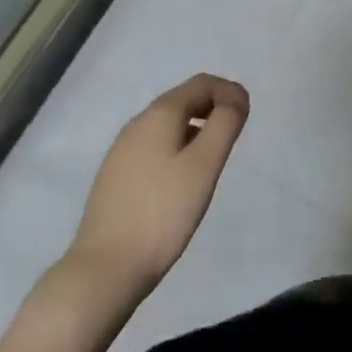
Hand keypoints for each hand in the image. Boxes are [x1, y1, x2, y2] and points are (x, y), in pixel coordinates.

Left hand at [69, 74, 248, 294]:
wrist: (105, 268)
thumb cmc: (162, 212)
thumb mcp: (204, 165)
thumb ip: (225, 124)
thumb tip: (236, 98)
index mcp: (159, 114)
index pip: (201, 82)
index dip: (230, 91)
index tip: (247, 116)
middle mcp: (137, 124)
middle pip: (183, 99)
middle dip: (214, 108)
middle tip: (234, 136)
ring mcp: (122, 150)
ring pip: (168, 124)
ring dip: (196, 128)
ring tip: (213, 159)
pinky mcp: (115, 176)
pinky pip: (154, 146)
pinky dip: (177, 147)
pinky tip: (183, 179)